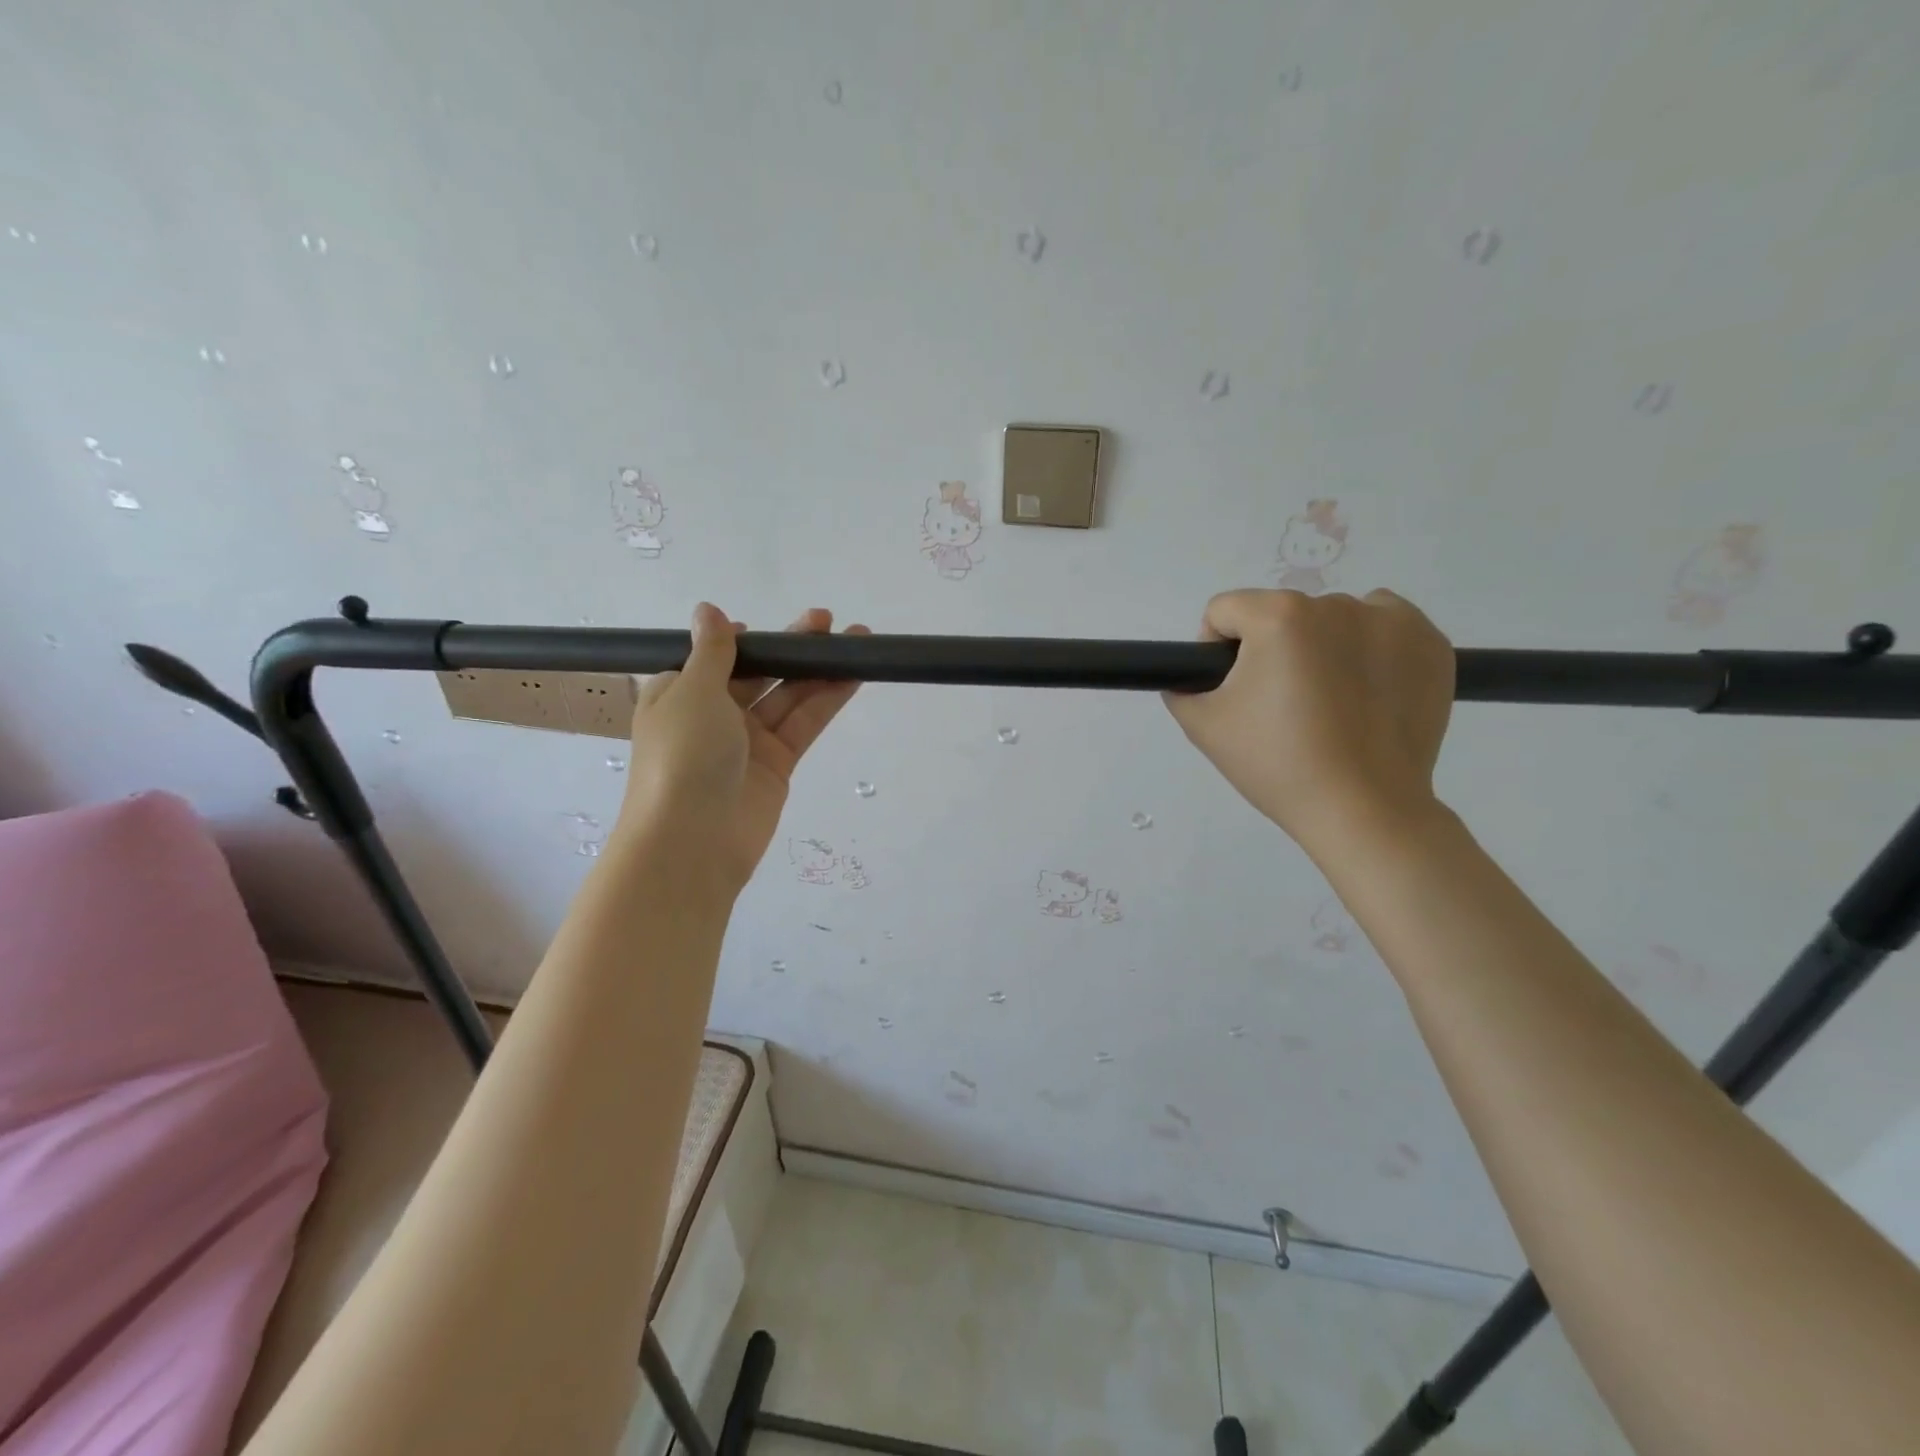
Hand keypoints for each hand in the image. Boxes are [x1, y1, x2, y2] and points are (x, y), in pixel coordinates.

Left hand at [617, 603, 867, 891]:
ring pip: (787, 696)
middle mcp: (712, 715)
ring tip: (857, 640)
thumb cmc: (682, 755)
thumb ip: (712, 651)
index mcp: (678, 694)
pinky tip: (852, 675)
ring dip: (817, 670)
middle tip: (827, 621)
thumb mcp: (693, 691)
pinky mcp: (777, 765)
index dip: (742, 641)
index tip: (766, 627)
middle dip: (789, 648)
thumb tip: (708, 610)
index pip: (713, 659)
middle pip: (757, 673)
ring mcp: (747, 742)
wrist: (693, 842)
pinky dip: (827, 699)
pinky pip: (803, 724)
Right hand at [1163, 589, 1454, 857]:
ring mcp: (1393, 620)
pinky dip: (1369, 650)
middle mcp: (1337, 604)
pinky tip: (1365, 694)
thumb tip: (1193, 677)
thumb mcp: (1204, 726)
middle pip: (1280, 614)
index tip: (1233, 692)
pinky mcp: (1431, 643)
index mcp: (1279, 617)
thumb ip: (1182, 687)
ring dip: (1321, 647)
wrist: (1364, 810)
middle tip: (1280, 707)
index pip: (1225, 610)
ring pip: (1332, 620)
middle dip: (1272, 650)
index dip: (1215, 649)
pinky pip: (1383, 628)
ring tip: (1328, 704)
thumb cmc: (1278, 765)